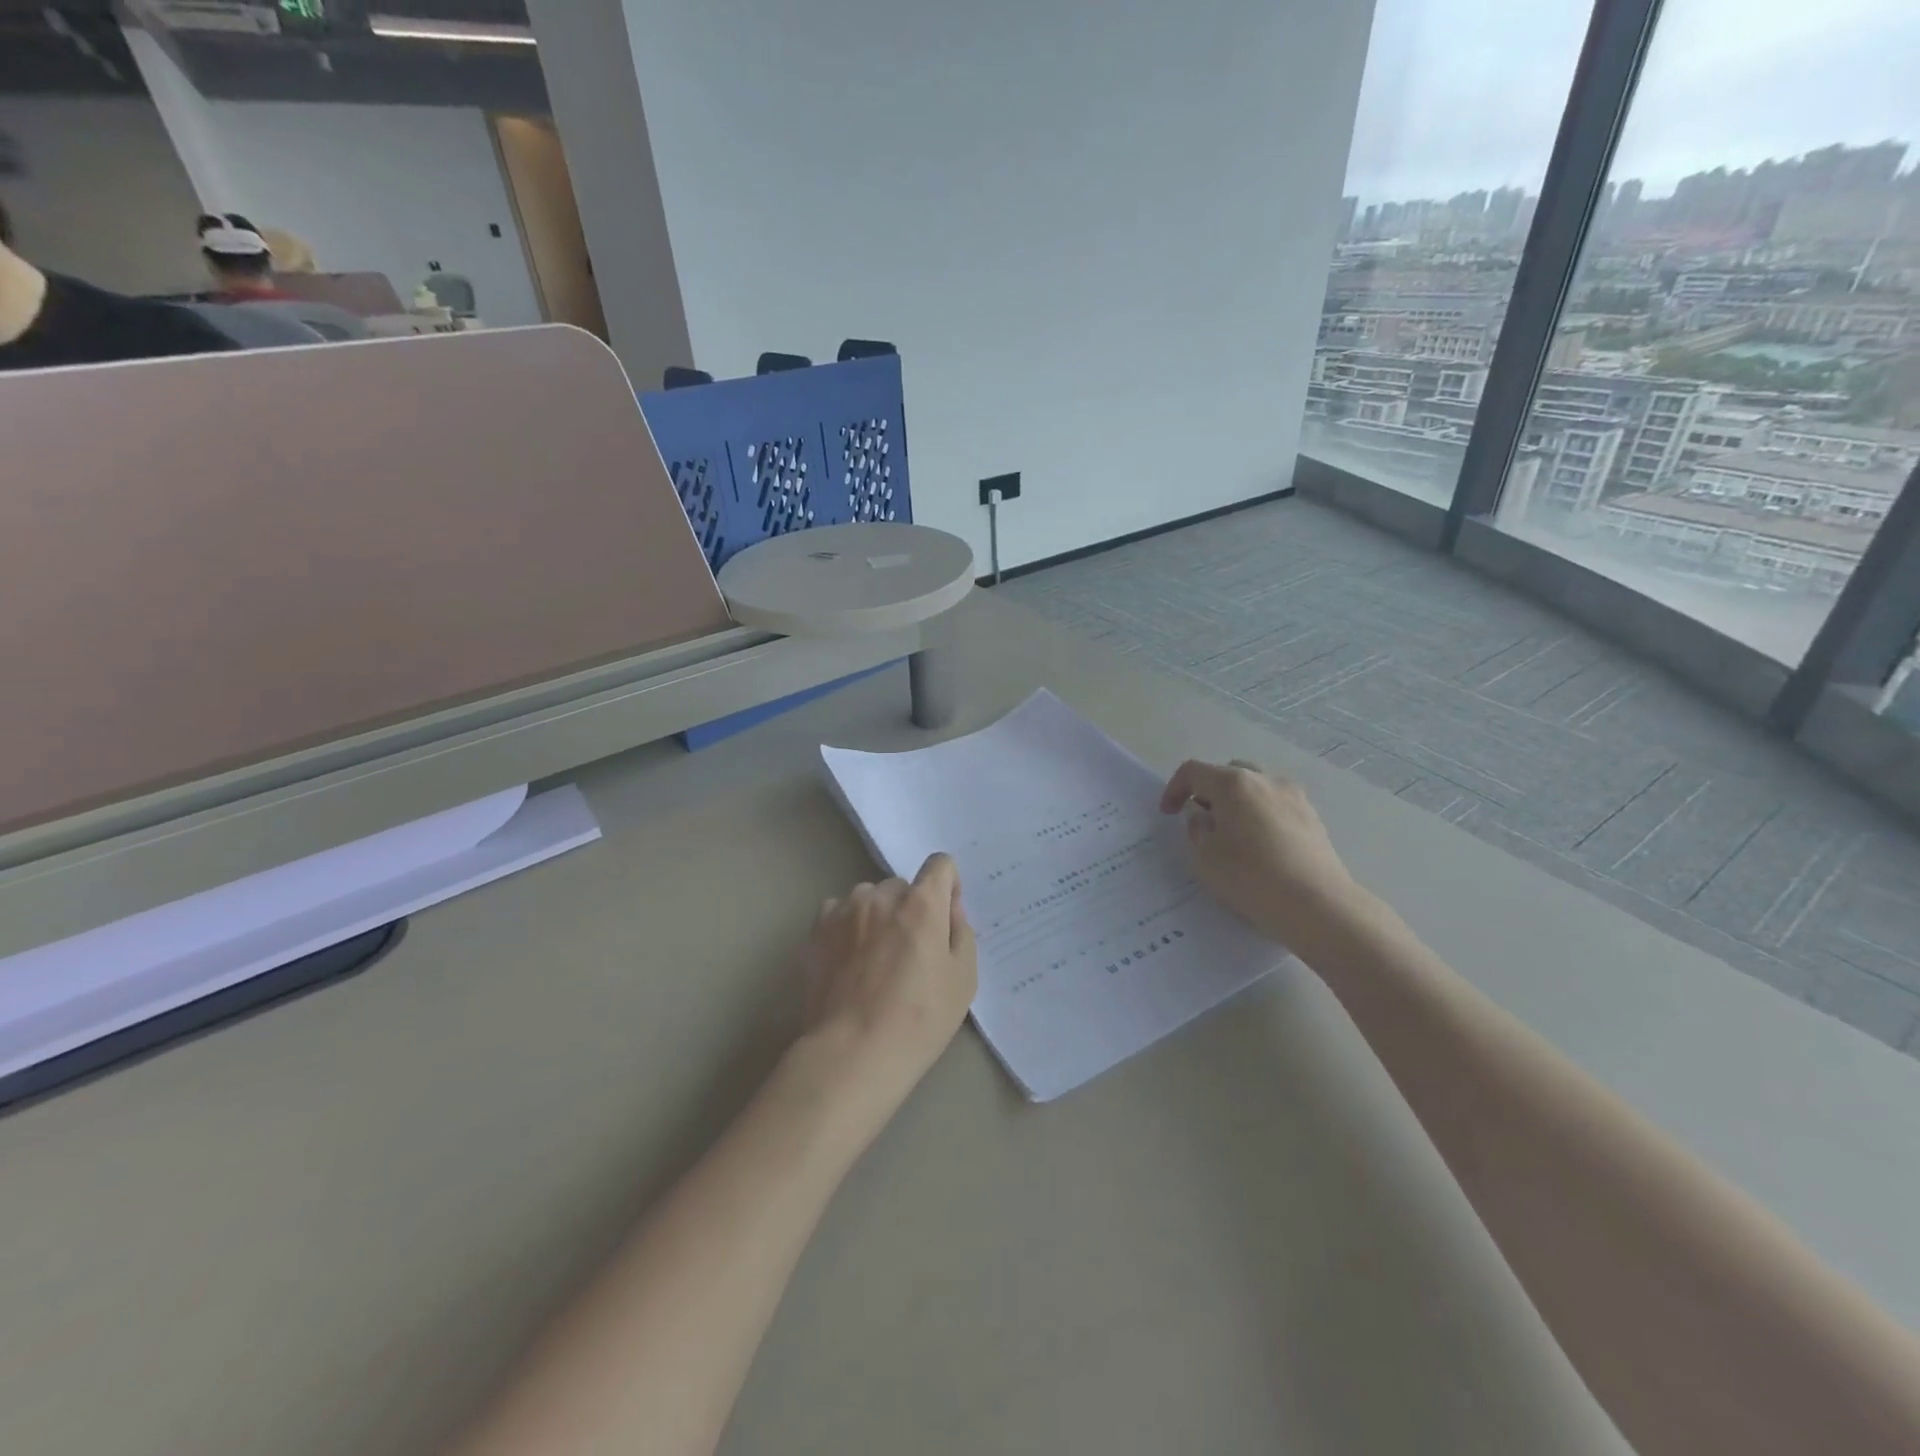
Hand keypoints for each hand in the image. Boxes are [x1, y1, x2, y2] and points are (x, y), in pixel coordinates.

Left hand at [797, 853, 977, 1130]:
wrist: (853, 1052)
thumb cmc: (919, 1019)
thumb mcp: (963, 980)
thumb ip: (961, 933)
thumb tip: (949, 910)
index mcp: (922, 904)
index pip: (940, 864)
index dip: (948, 886)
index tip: (945, 917)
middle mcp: (882, 896)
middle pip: (903, 886)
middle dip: (911, 908)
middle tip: (911, 951)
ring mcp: (845, 911)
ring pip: (869, 898)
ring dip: (878, 916)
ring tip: (876, 958)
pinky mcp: (817, 930)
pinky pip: (839, 914)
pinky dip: (848, 927)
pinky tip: (850, 961)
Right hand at [1159, 759, 1359, 946]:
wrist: (1316, 905)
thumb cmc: (1250, 877)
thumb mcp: (1205, 857)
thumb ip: (1197, 829)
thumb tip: (1203, 816)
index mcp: (1232, 783)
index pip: (1193, 771)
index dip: (1175, 789)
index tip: (1169, 813)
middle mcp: (1264, 780)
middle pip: (1228, 773)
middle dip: (1210, 791)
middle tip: (1202, 820)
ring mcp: (1293, 796)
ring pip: (1256, 787)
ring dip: (1238, 802)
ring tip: (1233, 833)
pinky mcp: (1313, 817)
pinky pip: (1277, 805)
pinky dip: (1261, 815)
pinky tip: (1261, 846)